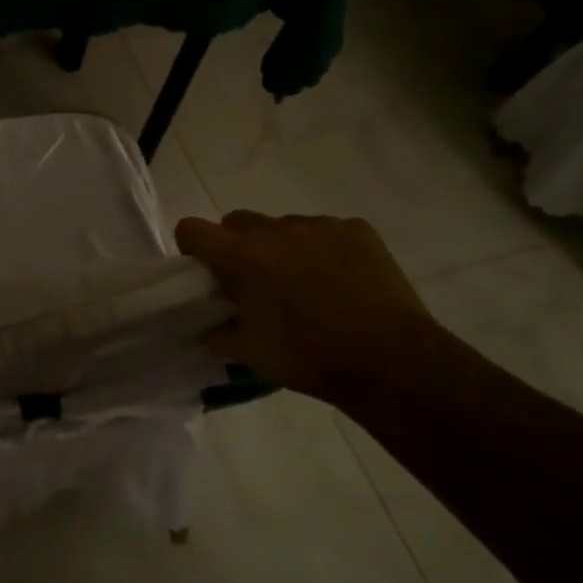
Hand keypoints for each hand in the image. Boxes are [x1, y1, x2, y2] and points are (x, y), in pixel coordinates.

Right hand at [176, 211, 448, 409]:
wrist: (390, 360)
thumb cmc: (308, 356)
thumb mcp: (250, 354)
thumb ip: (218, 333)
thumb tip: (209, 327)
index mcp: (242, 256)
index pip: (192, 229)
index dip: (192, 247)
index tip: (204, 272)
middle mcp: (276, 229)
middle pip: (237, 221)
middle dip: (237, 246)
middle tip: (254, 283)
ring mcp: (319, 225)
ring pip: (283, 227)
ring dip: (281, 248)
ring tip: (305, 286)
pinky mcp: (356, 230)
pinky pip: (325, 231)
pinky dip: (322, 250)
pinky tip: (339, 283)